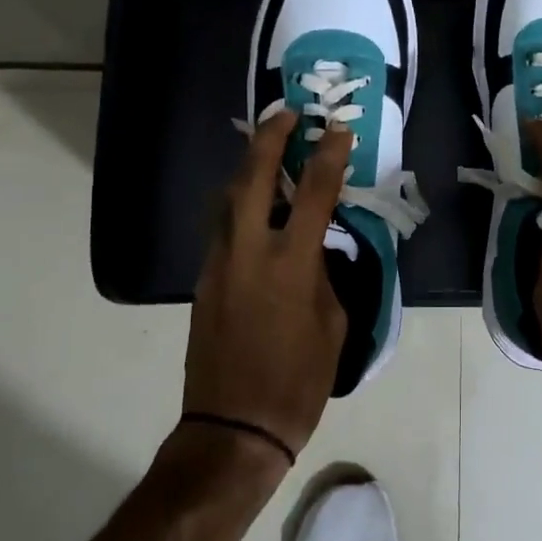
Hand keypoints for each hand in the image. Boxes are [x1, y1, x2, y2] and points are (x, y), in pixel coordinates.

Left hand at [183, 112, 351, 462]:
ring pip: (228, 198)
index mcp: (290, 264)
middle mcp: (249, 252)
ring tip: (267, 148)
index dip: (328, 156)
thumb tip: (315, 251)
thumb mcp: (332, 325)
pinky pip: (222, 226)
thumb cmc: (298, 381)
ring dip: (248, 166)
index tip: (337, 129)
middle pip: (255, 178)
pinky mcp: (204, 279)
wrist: (234, 426)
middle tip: (287, 114)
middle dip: (270, 139)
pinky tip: (254, 201)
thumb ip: (324, 276)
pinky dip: (239, 202)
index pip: (315, 193)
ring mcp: (219, 263)